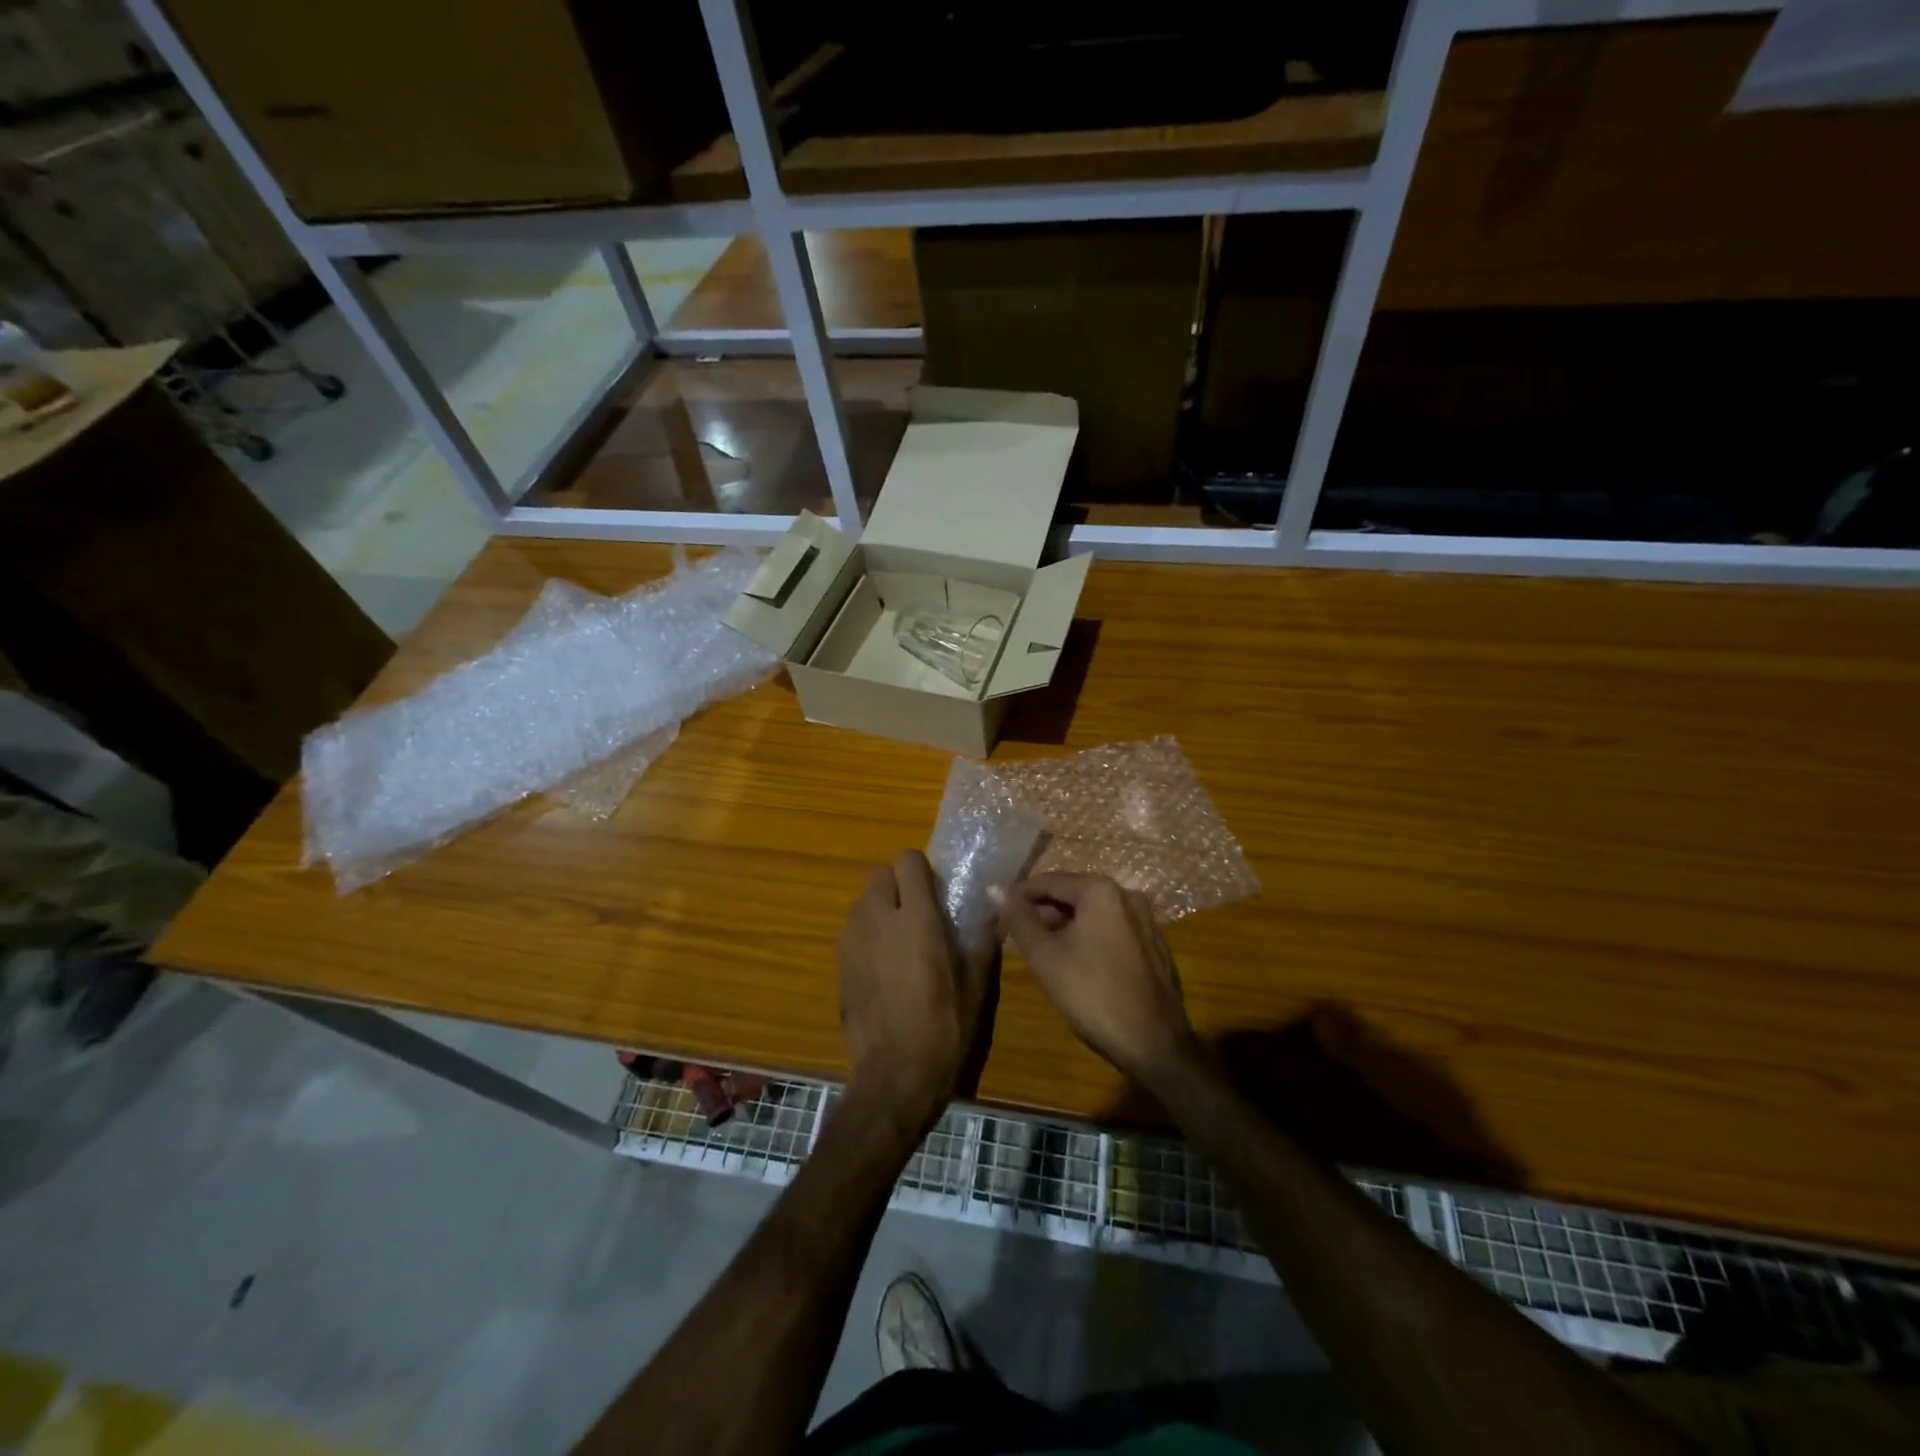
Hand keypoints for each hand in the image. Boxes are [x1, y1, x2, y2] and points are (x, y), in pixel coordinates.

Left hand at [837, 851, 995, 1137]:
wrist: (895, 1075)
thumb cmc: (945, 1027)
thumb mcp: (977, 985)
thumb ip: (983, 941)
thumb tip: (995, 915)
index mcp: (916, 917)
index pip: (907, 860)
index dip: (922, 869)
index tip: (937, 891)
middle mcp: (877, 918)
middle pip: (879, 875)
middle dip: (898, 886)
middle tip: (919, 915)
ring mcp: (852, 941)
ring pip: (863, 903)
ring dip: (880, 910)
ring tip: (900, 943)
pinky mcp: (838, 965)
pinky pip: (853, 933)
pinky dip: (867, 938)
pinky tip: (883, 971)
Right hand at [998, 873, 1199, 1089]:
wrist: (1154, 1043)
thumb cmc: (1093, 994)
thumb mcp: (1045, 956)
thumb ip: (1018, 918)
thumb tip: (995, 888)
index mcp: (1100, 890)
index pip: (1048, 881)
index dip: (1018, 896)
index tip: (996, 913)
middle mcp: (1127, 895)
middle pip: (1072, 894)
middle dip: (1041, 912)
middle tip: (1014, 935)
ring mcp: (1145, 919)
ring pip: (1092, 913)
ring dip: (1064, 926)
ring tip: (1040, 950)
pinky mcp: (1153, 944)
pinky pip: (1111, 929)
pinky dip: (1088, 937)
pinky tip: (1075, 963)